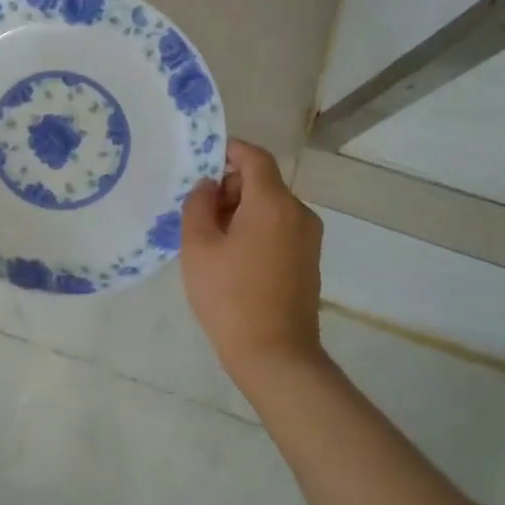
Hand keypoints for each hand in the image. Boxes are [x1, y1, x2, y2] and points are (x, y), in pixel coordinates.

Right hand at [180, 140, 327, 373]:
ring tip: (209, 240)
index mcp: (273, 203)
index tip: (201, 161)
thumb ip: (198, 205)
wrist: (275, 354)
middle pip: (262, 183)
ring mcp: (308, 239)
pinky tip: (231, 259)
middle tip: (196, 212)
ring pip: (270, 207)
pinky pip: (278, 229)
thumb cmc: (229, 296)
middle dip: (229, 188)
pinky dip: (254, 230)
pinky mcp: (307, 261)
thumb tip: (207, 186)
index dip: (228, 151)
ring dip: (240, 212)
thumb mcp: (198, 246)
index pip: (255, 157)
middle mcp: (299, 213)